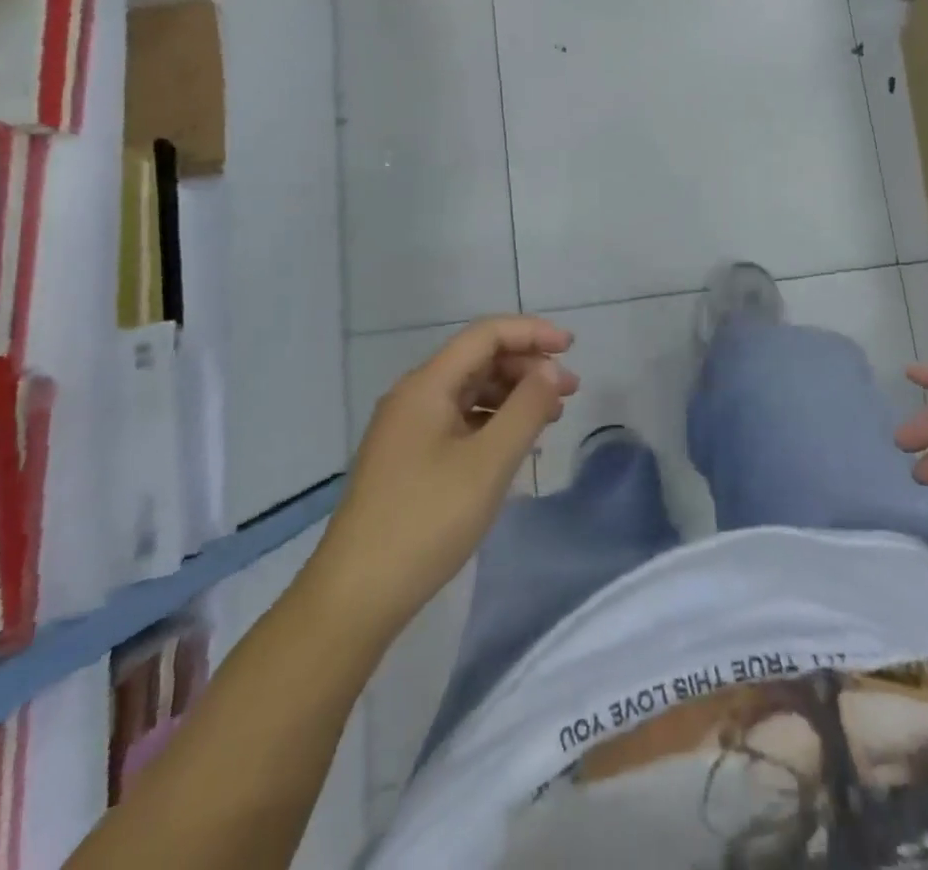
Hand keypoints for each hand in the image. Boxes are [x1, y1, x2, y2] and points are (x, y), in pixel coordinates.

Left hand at [311, 317, 577, 638]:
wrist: (355, 596)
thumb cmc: (426, 521)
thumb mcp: (489, 463)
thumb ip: (526, 408)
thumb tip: (551, 370)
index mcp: (426, 385)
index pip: (485, 335)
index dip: (531, 332)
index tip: (572, 347)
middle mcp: (414, 396)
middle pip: (478, 360)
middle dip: (527, 366)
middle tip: (570, 390)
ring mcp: (408, 429)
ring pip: (470, 391)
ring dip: (513, 394)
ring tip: (552, 416)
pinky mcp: (409, 458)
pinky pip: (459, 420)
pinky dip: (493, 421)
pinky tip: (516, 442)